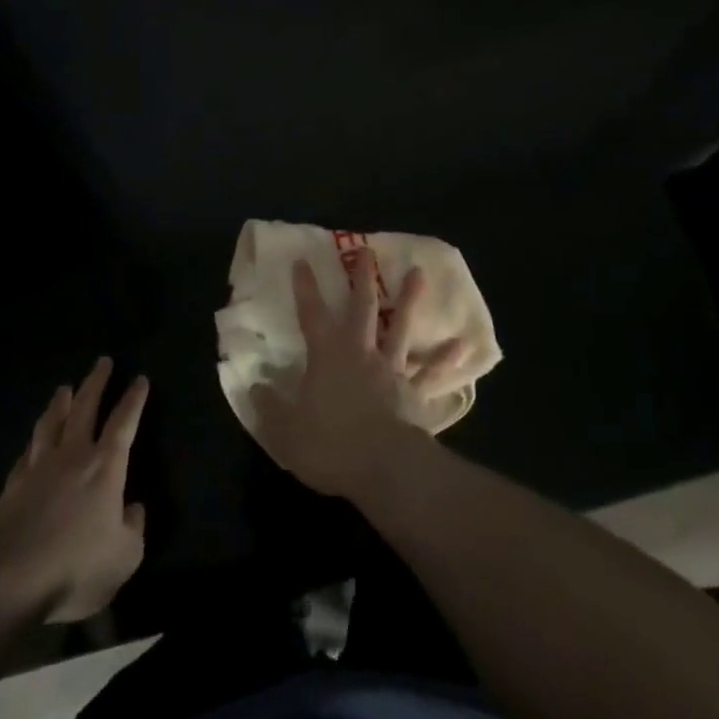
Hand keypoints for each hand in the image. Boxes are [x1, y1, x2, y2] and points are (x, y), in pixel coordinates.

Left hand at [0, 358, 148, 621]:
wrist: (9, 581)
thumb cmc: (75, 566)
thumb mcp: (125, 556)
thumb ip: (134, 528)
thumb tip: (134, 509)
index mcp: (106, 466)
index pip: (124, 422)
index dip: (134, 400)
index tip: (140, 378)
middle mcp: (73, 456)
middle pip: (86, 408)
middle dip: (96, 383)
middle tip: (103, 362)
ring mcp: (39, 469)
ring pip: (51, 423)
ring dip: (60, 403)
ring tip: (64, 388)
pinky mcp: (12, 488)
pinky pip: (26, 454)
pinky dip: (33, 442)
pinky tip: (33, 441)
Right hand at [251, 258, 465, 499]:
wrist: (383, 467)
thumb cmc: (330, 445)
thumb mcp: (286, 430)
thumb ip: (269, 406)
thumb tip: (255, 386)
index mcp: (328, 355)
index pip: (312, 314)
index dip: (306, 288)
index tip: (303, 261)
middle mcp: (361, 352)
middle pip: (362, 307)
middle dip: (362, 278)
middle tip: (366, 251)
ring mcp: (391, 370)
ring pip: (401, 327)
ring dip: (410, 300)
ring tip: (419, 274)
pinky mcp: (415, 394)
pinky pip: (431, 373)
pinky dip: (446, 358)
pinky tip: (463, 344)